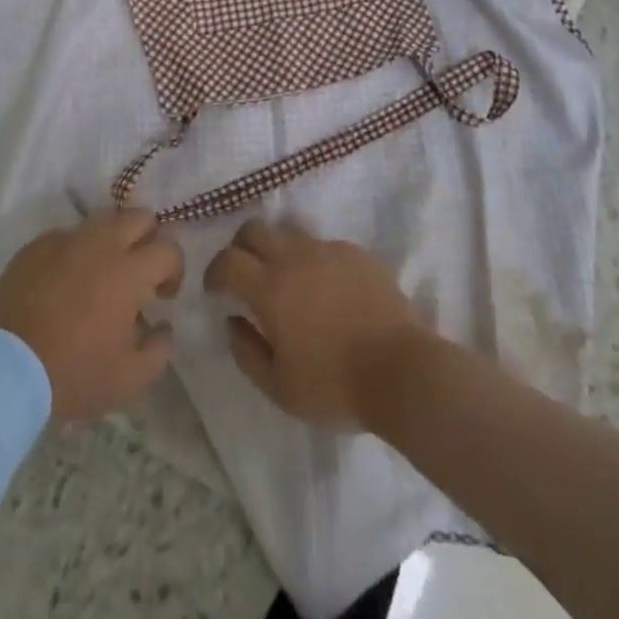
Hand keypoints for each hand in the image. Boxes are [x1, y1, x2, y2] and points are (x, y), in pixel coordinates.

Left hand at [0, 209, 182, 422]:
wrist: (3, 373)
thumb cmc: (73, 374)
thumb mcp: (130, 379)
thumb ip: (160, 349)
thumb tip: (163, 326)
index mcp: (129, 269)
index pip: (169, 247)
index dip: (175, 269)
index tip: (163, 296)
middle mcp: (100, 242)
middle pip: (139, 216)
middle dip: (148, 239)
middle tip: (139, 274)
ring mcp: (65, 239)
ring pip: (102, 221)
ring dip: (113, 242)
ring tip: (102, 276)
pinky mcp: (35, 246)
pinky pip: (67, 236)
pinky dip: (76, 252)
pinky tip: (66, 283)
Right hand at [204, 218, 427, 428]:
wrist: (403, 371)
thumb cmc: (335, 385)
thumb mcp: (280, 387)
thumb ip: (247, 352)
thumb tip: (233, 321)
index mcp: (270, 288)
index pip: (227, 261)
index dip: (214, 272)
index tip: (215, 290)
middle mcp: (295, 257)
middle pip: (254, 230)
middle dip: (241, 247)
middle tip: (245, 275)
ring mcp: (329, 250)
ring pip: (290, 234)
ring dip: (279, 252)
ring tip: (289, 283)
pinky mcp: (357, 253)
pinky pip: (324, 247)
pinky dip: (315, 262)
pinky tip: (328, 291)